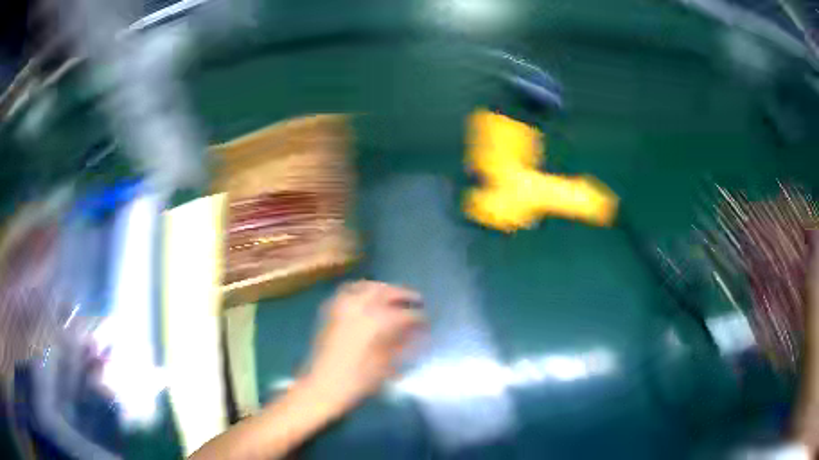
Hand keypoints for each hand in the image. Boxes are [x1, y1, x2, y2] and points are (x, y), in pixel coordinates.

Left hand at [300, 281, 424, 417]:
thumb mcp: (386, 366)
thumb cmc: (357, 382)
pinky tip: (369, 300)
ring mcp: (341, 306)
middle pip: (386, 291)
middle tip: (416, 300)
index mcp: (375, 322)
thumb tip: (417, 333)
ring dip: (383, 289)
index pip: (405, 313)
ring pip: (367, 286)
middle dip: (403, 294)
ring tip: (394, 297)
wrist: (321, 388)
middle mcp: (358, 307)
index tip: (427, 322)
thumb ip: (403, 344)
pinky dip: (362, 291)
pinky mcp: (329, 311)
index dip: (419, 317)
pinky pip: (348, 291)